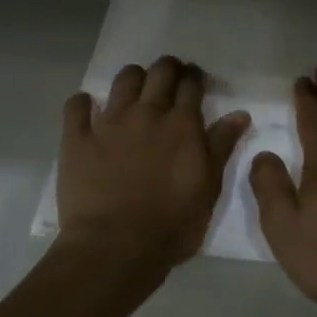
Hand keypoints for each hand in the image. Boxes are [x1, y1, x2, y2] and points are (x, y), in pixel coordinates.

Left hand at [56, 55, 250, 279]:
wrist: (115, 247)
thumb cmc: (172, 225)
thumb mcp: (209, 188)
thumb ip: (221, 146)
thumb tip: (239, 113)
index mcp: (182, 124)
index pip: (191, 85)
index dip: (195, 78)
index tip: (196, 81)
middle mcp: (147, 113)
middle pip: (160, 72)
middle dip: (168, 68)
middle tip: (170, 79)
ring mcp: (109, 123)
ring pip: (123, 80)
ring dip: (133, 78)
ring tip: (136, 91)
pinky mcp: (77, 138)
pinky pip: (76, 106)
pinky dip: (83, 103)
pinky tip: (88, 109)